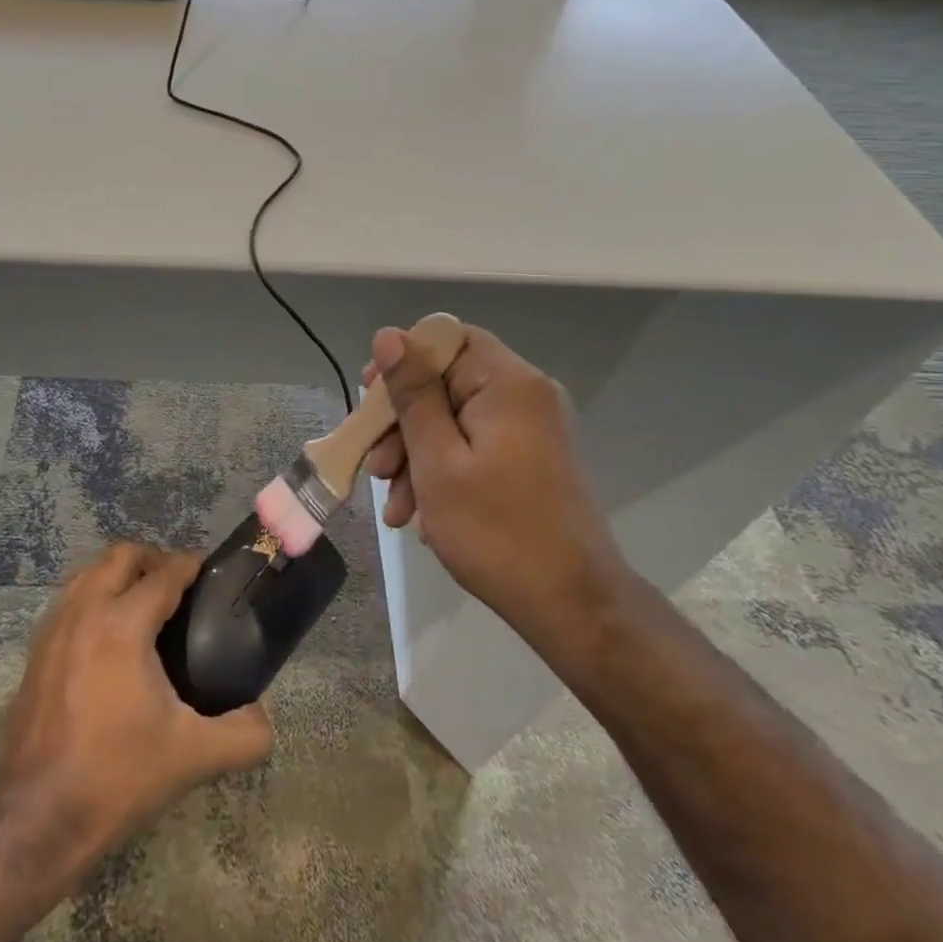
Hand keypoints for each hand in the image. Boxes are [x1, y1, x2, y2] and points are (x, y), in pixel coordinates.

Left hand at [0, 543, 272, 861]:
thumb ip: (243, 734)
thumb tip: (264, 717)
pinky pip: (69, 601)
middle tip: (178, 586)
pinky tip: (107, 637)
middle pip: (121, 555)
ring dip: (119, 575)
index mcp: (123, 624)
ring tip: (144, 604)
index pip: (164, 573)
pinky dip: (93, 598)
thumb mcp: (192, 756)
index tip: (209, 571)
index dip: (190, 565)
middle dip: (153, 559)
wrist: (37, 816)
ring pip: (88, 572)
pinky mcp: (34, 652)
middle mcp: (84, 611)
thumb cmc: (117, 775)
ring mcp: (52, 629)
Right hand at [363, 324, 632, 677]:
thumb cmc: (497, 531)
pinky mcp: (531, 460)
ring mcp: (532, 430)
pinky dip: (443, 472)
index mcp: (508, 384)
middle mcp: (526, 396)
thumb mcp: (438, 461)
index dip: (402, 361)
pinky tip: (420, 516)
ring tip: (396, 509)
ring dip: (416, 457)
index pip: (447, 339)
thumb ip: (413, 394)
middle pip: (446, 383)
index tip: (369, 399)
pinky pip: (474, 447)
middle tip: (377, 468)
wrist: (573, 606)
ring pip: (455, 420)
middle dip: (402, 424)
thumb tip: (389, 335)